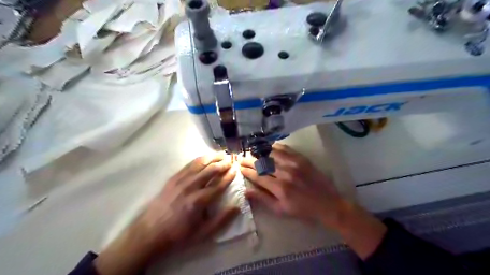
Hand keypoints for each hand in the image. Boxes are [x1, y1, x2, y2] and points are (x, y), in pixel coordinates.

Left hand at [95, 154, 237, 273]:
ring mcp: (180, 181)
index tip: (236, 169)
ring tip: (221, 154)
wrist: (149, 232)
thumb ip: (221, 220)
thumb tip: (237, 207)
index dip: (229, 175)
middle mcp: (190, 187)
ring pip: (200, 164)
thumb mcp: (203, 234)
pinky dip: (199, 159)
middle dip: (223, 163)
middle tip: (231, 159)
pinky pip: (188, 165)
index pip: (219, 184)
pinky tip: (205, 157)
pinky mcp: (173, 178)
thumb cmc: (179, 235)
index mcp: (199, 201)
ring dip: (212, 157)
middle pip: (210, 170)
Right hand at [241, 143, 386, 259]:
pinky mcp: (301, 158)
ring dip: (259, 151)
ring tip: (250, 150)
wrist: (328, 204)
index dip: (246, 170)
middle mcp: (285, 173)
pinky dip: (273, 146)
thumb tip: (246, 191)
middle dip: (249, 159)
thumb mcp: (281, 210)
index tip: (239, 166)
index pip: (257, 175)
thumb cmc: (302, 210)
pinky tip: (267, 146)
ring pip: (271, 153)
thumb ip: (262, 199)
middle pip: (262, 163)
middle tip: (241, 157)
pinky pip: (284, 148)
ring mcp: (294, 163)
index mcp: (279, 188)